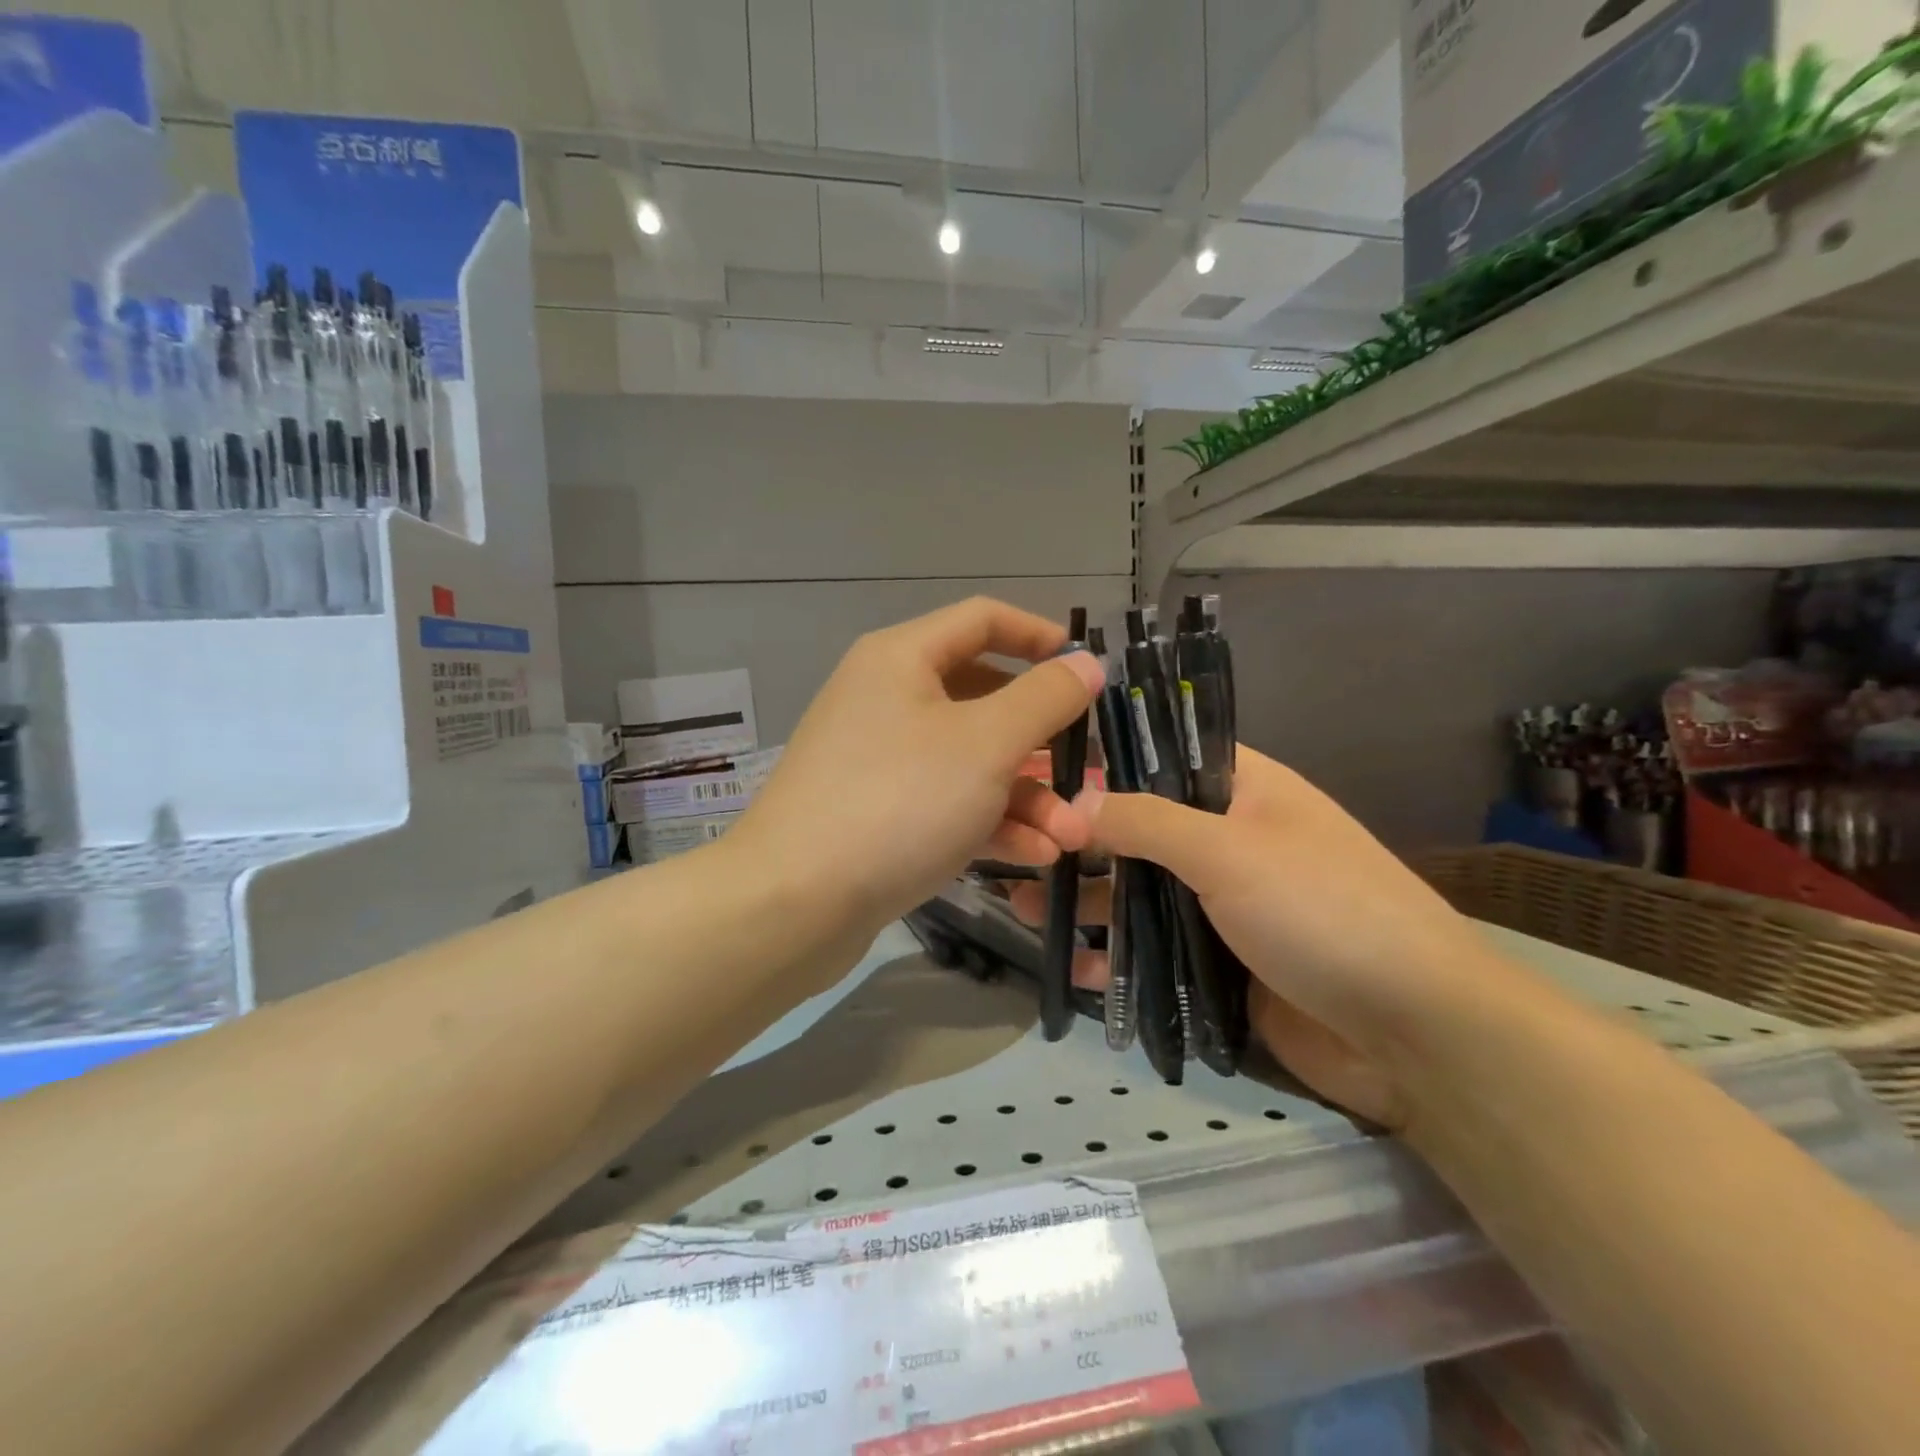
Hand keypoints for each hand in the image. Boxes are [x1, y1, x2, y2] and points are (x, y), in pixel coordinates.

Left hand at [728, 597, 1106, 942]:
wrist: (794, 903)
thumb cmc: (899, 802)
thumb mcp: (986, 744)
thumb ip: (1045, 698)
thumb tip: (1086, 662)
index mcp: (902, 659)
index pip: (982, 620)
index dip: (1039, 636)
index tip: (1084, 669)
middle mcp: (887, 699)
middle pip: (983, 699)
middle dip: (1042, 740)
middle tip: (1086, 771)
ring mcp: (880, 760)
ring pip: (970, 761)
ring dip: (1026, 796)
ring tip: (1071, 837)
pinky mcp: (879, 814)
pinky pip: (946, 803)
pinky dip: (990, 822)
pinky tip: (1034, 856)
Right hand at [1009, 748, 1526, 1128]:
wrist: (1415, 1034)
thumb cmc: (1324, 912)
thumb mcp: (1230, 851)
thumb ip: (1145, 821)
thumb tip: (1074, 801)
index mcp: (1242, 790)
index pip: (1160, 756)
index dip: (1101, 761)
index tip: (1037, 771)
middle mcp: (1229, 839)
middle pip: (1138, 829)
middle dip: (1077, 840)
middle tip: (1015, 848)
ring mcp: (1222, 904)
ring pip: (1139, 891)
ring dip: (1085, 899)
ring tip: (1020, 906)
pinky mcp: (1218, 961)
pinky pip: (1153, 949)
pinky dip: (1113, 955)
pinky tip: (1067, 963)